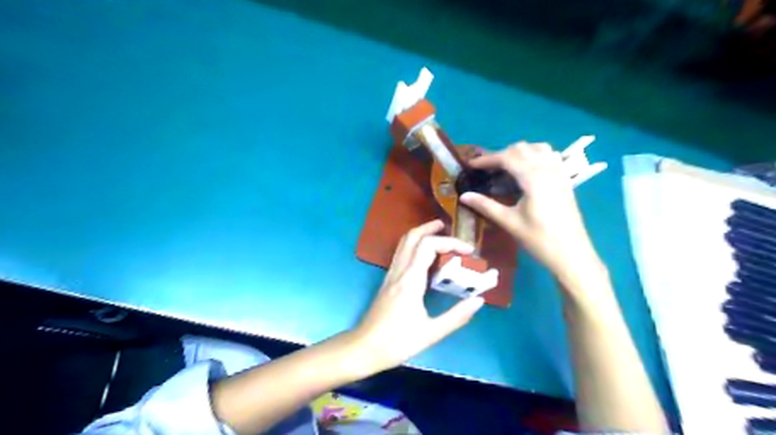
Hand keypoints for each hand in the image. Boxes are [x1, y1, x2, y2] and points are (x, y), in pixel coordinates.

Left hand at [355, 221, 482, 373]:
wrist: (364, 348)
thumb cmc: (397, 342)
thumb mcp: (432, 333)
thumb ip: (457, 316)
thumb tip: (479, 300)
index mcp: (410, 280)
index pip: (429, 246)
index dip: (450, 242)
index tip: (469, 251)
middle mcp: (399, 271)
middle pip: (412, 237)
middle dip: (431, 228)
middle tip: (448, 227)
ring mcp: (391, 274)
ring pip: (404, 243)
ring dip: (421, 234)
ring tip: (439, 235)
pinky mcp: (388, 281)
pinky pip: (401, 254)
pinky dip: (415, 246)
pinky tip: (426, 257)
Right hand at [459, 143, 598, 283]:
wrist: (572, 255)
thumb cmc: (539, 240)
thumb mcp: (509, 222)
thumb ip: (486, 205)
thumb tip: (464, 196)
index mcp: (533, 178)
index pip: (507, 158)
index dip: (487, 159)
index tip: (471, 165)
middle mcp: (548, 169)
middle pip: (522, 148)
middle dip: (501, 154)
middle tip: (486, 169)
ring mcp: (559, 173)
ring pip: (538, 148)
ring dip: (520, 152)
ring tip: (506, 167)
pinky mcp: (565, 180)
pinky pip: (551, 156)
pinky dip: (536, 156)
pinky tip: (528, 170)